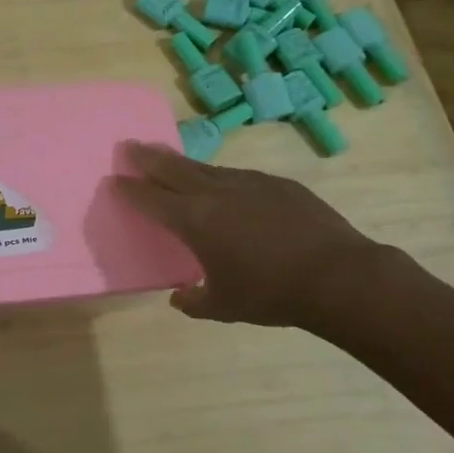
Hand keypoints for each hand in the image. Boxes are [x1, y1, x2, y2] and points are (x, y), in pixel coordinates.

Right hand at [111, 141, 386, 330]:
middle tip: (131, 146)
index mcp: (195, 220)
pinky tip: (225, 186)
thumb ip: (194, 300)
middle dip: (148, 157)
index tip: (115, 179)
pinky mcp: (278, 184)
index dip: (130, 189)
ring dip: (183, 164)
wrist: (338, 276)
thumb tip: (179, 297)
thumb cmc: (270, 294)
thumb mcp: (223, 306)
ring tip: (171, 161)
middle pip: (173, 168)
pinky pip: (239, 176)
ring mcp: (249, 183)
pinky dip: (221, 178)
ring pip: (206, 168)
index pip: (151, 198)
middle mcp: (216, 193)